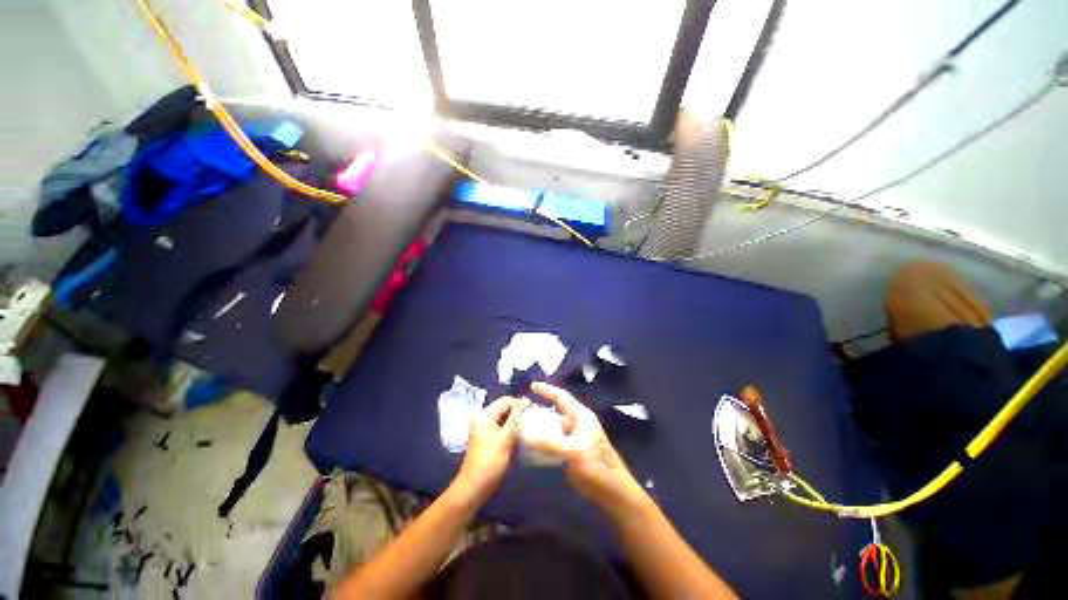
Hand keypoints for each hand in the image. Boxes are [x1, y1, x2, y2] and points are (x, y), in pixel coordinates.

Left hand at [453, 397, 527, 504]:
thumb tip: (527, 401)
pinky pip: (502, 426)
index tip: (536, 409)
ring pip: (504, 418)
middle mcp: (483, 417)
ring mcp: (484, 428)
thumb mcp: (506, 438)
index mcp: (485, 415)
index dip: (521, 403)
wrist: (474, 488)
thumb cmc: (490, 462)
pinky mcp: (487, 437)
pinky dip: (511, 428)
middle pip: (505, 408)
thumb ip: (516, 417)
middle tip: (535, 417)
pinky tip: (521, 434)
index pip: (506, 401)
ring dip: (516, 420)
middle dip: (519, 411)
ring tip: (531, 425)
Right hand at [521, 382, 646, 515]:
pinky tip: (531, 447)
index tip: (531, 385)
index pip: (561, 397)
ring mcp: (575, 439)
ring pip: (553, 428)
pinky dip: (543, 442)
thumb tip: (522, 434)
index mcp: (581, 416)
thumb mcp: (572, 451)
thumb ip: (547, 443)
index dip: (546, 390)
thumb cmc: (597, 466)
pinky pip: (553, 442)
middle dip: (539, 410)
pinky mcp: (572, 454)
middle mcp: (577, 424)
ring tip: (522, 427)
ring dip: (539, 427)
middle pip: (555, 412)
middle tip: (521, 410)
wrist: (613, 493)